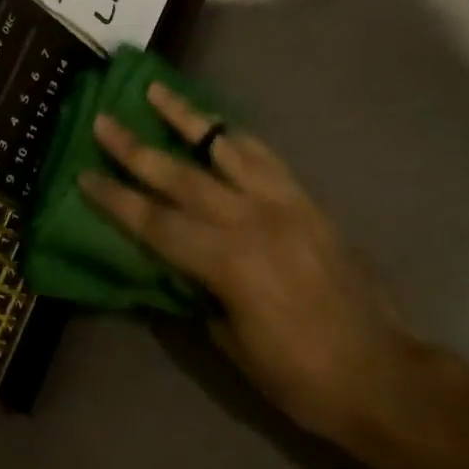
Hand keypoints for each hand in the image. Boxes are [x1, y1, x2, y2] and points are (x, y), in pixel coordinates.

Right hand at [78, 82, 420, 452]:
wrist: (383, 375)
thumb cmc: (301, 377)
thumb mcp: (233, 344)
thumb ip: (199, 292)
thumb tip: (177, 264)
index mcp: (227, 261)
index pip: (155, 222)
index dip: (116, 199)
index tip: (85, 175)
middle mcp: (250, 219)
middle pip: (180, 175)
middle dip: (136, 148)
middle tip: (104, 120)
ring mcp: (282, 203)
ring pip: (224, 147)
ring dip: (187, 118)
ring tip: (158, 92)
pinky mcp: (305, 200)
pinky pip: (264, 156)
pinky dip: (235, 136)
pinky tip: (219, 125)